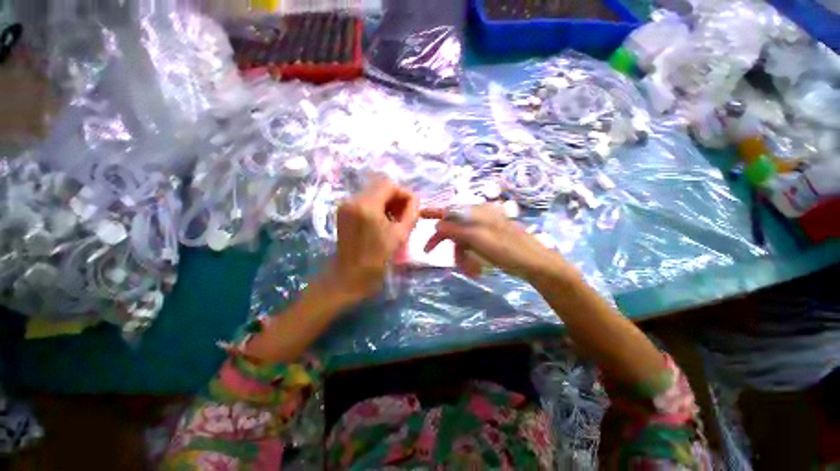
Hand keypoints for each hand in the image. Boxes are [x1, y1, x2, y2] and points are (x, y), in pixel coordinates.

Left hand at [332, 178, 418, 300]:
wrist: (349, 276)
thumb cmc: (377, 259)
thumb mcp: (400, 236)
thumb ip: (411, 213)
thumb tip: (415, 199)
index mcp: (366, 206)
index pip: (389, 184)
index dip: (404, 194)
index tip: (411, 209)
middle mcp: (352, 200)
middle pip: (380, 187)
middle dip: (396, 198)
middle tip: (404, 216)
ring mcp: (345, 205)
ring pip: (373, 193)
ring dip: (387, 203)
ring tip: (394, 220)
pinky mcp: (343, 212)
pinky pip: (365, 201)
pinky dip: (377, 208)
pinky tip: (382, 222)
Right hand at [422, 204, 576, 282]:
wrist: (534, 263)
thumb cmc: (506, 249)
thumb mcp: (477, 239)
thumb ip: (455, 230)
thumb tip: (437, 225)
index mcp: (477, 212)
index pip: (450, 210)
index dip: (433, 212)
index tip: (418, 215)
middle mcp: (480, 217)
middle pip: (454, 227)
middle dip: (446, 242)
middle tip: (429, 252)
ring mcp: (485, 228)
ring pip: (462, 239)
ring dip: (460, 255)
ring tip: (468, 270)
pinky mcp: (489, 239)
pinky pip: (472, 246)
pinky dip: (469, 257)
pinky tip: (475, 269)